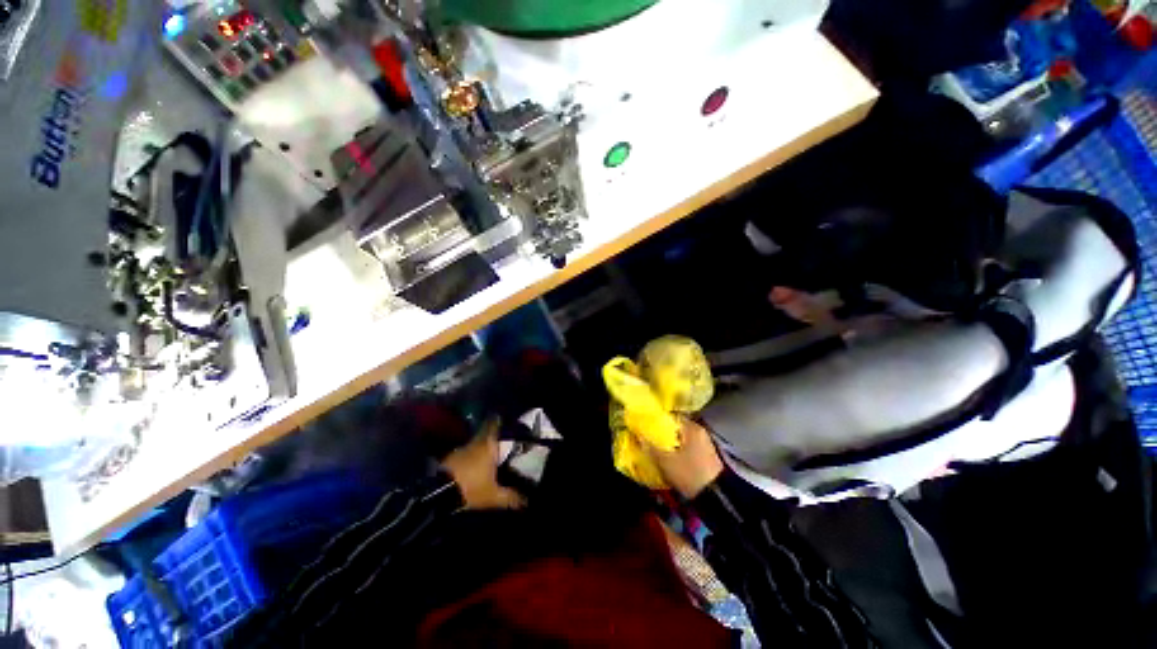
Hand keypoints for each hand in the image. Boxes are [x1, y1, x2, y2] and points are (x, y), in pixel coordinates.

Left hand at [442, 419, 524, 509]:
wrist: (437, 495)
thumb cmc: (471, 488)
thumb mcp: (493, 496)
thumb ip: (509, 496)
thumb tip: (525, 500)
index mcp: (488, 445)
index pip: (494, 426)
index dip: (498, 422)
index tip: (502, 420)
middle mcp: (474, 443)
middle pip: (484, 435)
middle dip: (491, 438)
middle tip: (499, 443)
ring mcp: (459, 451)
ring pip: (473, 445)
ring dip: (479, 449)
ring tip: (486, 458)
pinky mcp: (448, 460)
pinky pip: (463, 455)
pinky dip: (468, 459)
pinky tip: (472, 468)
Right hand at [649, 419, 724, 498]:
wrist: (717, 498)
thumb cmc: (690, 474)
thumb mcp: (666, 462)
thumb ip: (650, 447)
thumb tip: (638, 435)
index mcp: (691, 427)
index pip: (670, 416)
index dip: (656, 420)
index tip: (644, 425)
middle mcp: (699, 432)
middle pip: (675, 428)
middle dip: (661, 433)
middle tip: (647, 438)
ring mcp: (704, 444)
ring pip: (681, 439)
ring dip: (669, 443)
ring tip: (654, 448)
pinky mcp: (705, 456)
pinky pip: (686, 447)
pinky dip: (677, 450)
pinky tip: (668, 457)